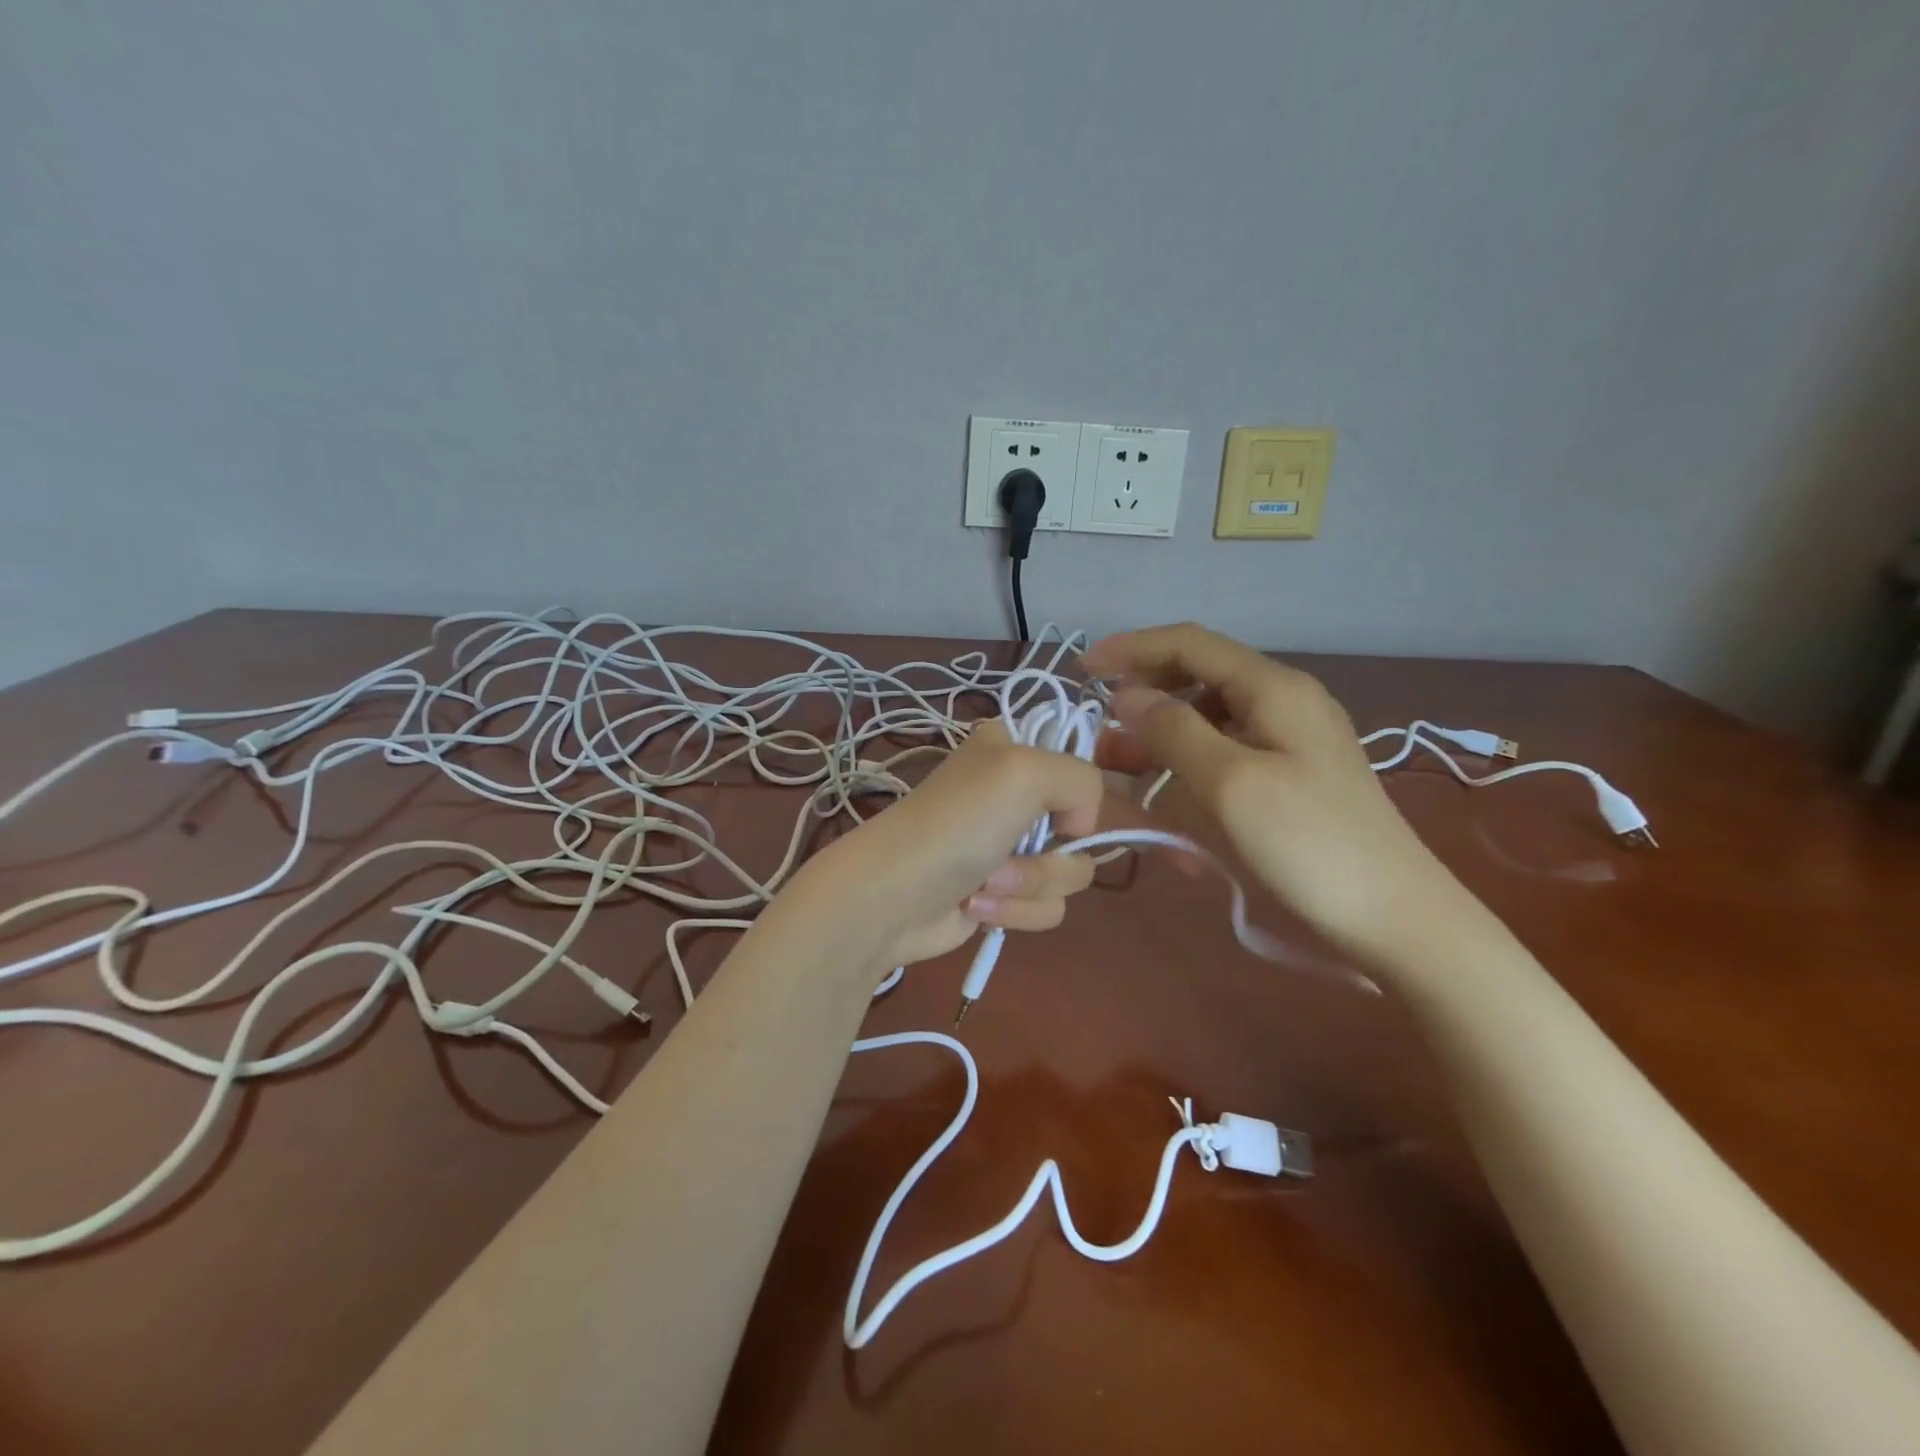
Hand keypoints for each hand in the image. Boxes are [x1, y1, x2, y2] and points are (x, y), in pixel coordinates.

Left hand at [804, 718, 1108, 971]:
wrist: (892, 897)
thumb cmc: (956, 824)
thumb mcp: (1026, 771)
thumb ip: (1083, 781)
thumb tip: (1078, 832)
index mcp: (1013, 751)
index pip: (1079, 766)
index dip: (1077, 796)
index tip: (1061, 811)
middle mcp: (1015, 796)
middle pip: (1081, 831)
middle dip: (1048, 855)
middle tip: (1005, 852)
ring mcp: (1009, 849)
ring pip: (1069, 875)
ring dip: (1028, 885)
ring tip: (983, 883)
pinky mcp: (1003, 896)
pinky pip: (1046, 908)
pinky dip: (1014, 912)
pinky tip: (974, 906)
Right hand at [1082, 623, 1471, 966]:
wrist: (1394, 918)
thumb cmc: (1308, 845)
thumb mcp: (1230, 782)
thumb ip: (1174, 730)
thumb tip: (1128, 695)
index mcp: (1273, 689)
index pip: (1190, 645)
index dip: (1131, 649)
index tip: (1083, 670)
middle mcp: (1284, 702)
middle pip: (1199, 677)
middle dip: (1143, 695)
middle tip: (1099, 729)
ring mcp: (1291, 740)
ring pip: (1209, 717)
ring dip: (1160, 733)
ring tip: (1118, 766)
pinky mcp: (1292, 776)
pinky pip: (1226, 751)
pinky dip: (1188, 762)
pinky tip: (1167, 792)